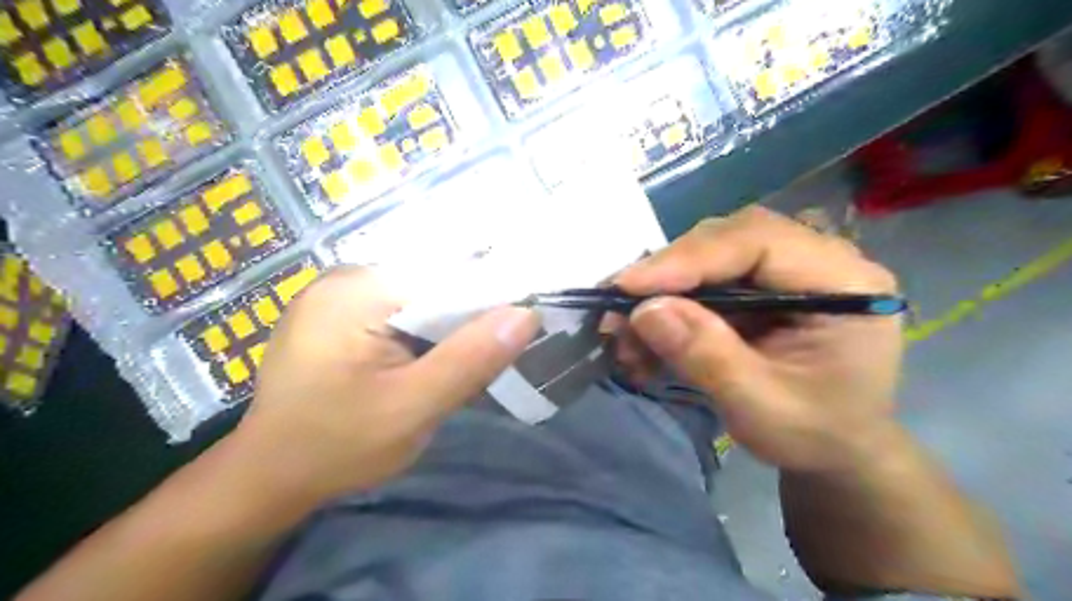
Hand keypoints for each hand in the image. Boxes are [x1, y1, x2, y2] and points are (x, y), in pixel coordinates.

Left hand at [229, 269, 541, 507]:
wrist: (269, 476)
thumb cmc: (336, 446)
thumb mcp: (412, 409)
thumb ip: (469, 360)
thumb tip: (527, 313)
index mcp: (359, 289)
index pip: (447, 275)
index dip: (490, 299)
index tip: (521, 328)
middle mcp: (347, 276)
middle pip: (434, 284)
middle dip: (465, 320)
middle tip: (486, 359)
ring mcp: (340, 292)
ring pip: (420, 298)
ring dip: (445, 329)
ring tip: (457, 364)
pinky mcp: (340, 312)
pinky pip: (400, 310)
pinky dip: (423, 333)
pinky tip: (425, 361)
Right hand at [606, 207, 897, 474]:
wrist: (835, 450)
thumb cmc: (815, 434)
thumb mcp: (761, 406)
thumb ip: (707, 356)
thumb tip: (644, 311)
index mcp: (843, 282)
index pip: (758, 242)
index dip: (688, 259)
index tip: (628, 287)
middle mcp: (817, 260)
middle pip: (727, 239)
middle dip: (667, 273)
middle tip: (616, 307)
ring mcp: (786, 269)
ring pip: (707, 256)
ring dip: (660, 291)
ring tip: (623, 333)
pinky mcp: (759, 284)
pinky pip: (704, 279)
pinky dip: (668, 305)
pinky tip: (643, 339)